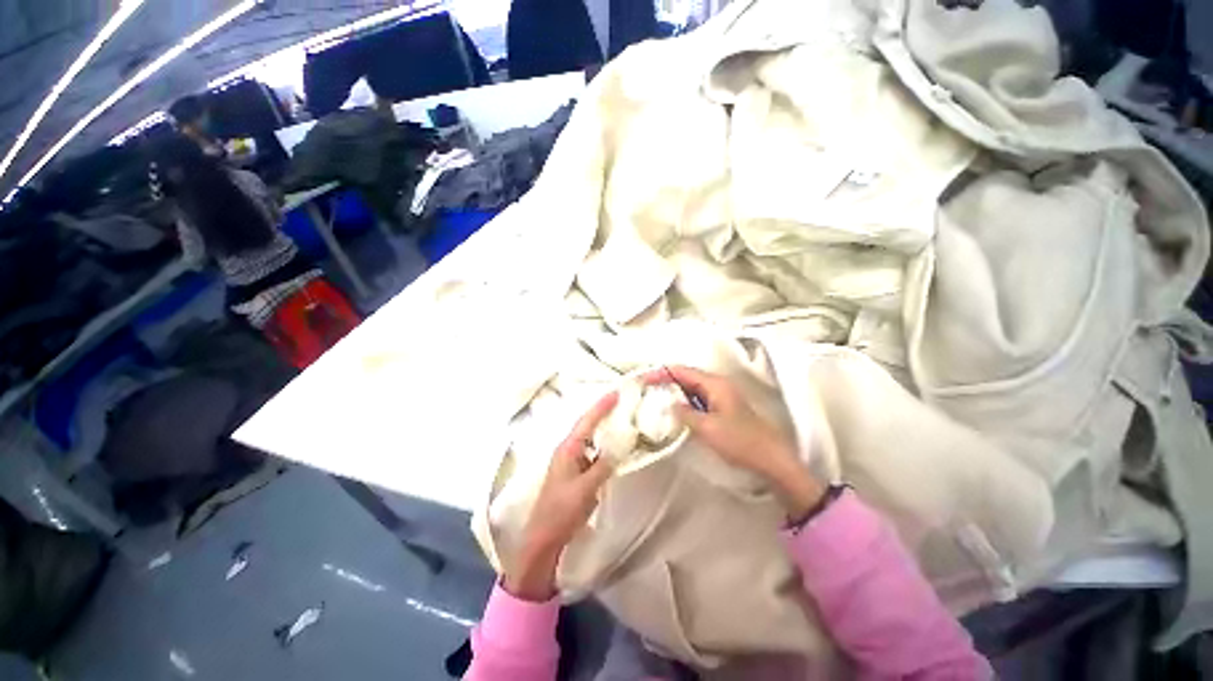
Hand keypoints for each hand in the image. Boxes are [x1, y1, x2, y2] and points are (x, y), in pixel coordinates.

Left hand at [505, 392, 619, 600]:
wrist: (544, 537)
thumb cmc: (561, 511)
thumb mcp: (585, 489)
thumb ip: (603, 466)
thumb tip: (620, 446)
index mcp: (568, 449)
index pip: (587, 421)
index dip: (602, 406)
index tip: (617, 392)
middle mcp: (568, 450)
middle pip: (587, 425)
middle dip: (603, 412)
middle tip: (622, 401)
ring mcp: (571, 461)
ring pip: (590, 438)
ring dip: (603, 427)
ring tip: (621, 418)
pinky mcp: (575, 472)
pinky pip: (592, 452)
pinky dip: (603, 445)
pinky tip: (613, 447)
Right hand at [647, 366, 824, 518]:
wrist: (771, 459)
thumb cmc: (740, 441)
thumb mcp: (707, 428)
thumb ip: (685, 413)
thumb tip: (669, 404)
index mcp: (715, 384)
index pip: (682, 371)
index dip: (661, 373)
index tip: (643, 380)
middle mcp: (718, 385)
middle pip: (686, 377)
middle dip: (666, 381)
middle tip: (646, 390)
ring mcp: (722, 396)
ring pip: (692, 388)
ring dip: (674, 392)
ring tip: (655, 400)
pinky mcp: (723, 408)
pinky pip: (698, 399)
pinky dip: (685, 402)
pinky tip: (676, 412)